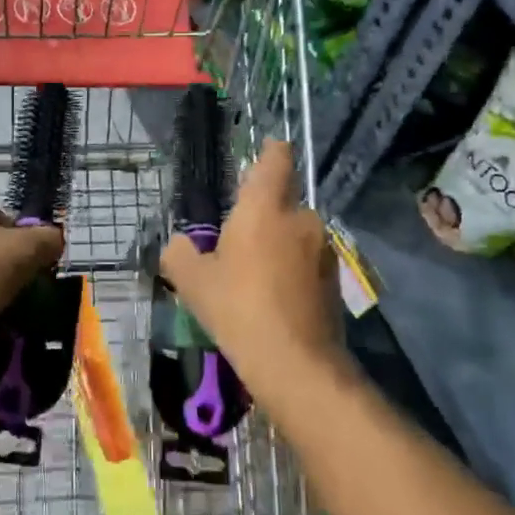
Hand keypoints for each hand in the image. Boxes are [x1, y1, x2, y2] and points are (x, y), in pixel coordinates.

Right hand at [160, 139, 346, 401]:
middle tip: (237, 241)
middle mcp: (300, 217)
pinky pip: (307, 260)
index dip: (270, 151)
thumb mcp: (192, 281)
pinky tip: (275, 298)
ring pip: (295, 233)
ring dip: (279, 244)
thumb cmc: (238, 308)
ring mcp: (323, 248)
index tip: (261, 154)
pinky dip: (293, 269)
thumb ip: (179, 252)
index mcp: (265, 206)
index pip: (276, 158)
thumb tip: (180, 244)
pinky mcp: (334, 277)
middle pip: (282, 200)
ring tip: (254, 276)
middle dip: (264, 214)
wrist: (295, 363)